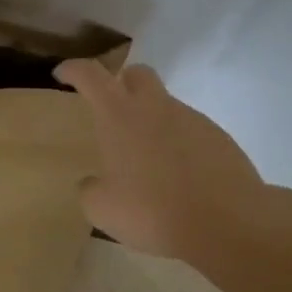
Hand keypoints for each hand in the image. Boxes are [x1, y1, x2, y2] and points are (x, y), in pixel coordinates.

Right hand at [55, 59, 266, 258]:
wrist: (228, 222)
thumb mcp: (103, 209)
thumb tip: (93, 183)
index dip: (73, 69)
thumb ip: (91, 190)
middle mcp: (155, 106)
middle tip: (113, 109)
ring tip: (149, 160)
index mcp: (119, 115)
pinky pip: (191, 131)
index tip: (63, 74)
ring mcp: (191, 119)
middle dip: (122, 82)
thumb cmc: (153, 211)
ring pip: (166, 105)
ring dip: (153, 120)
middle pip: (137, 73)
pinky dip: (179, 144)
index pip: (90, 74)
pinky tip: (180, 176)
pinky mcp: (219, 138)